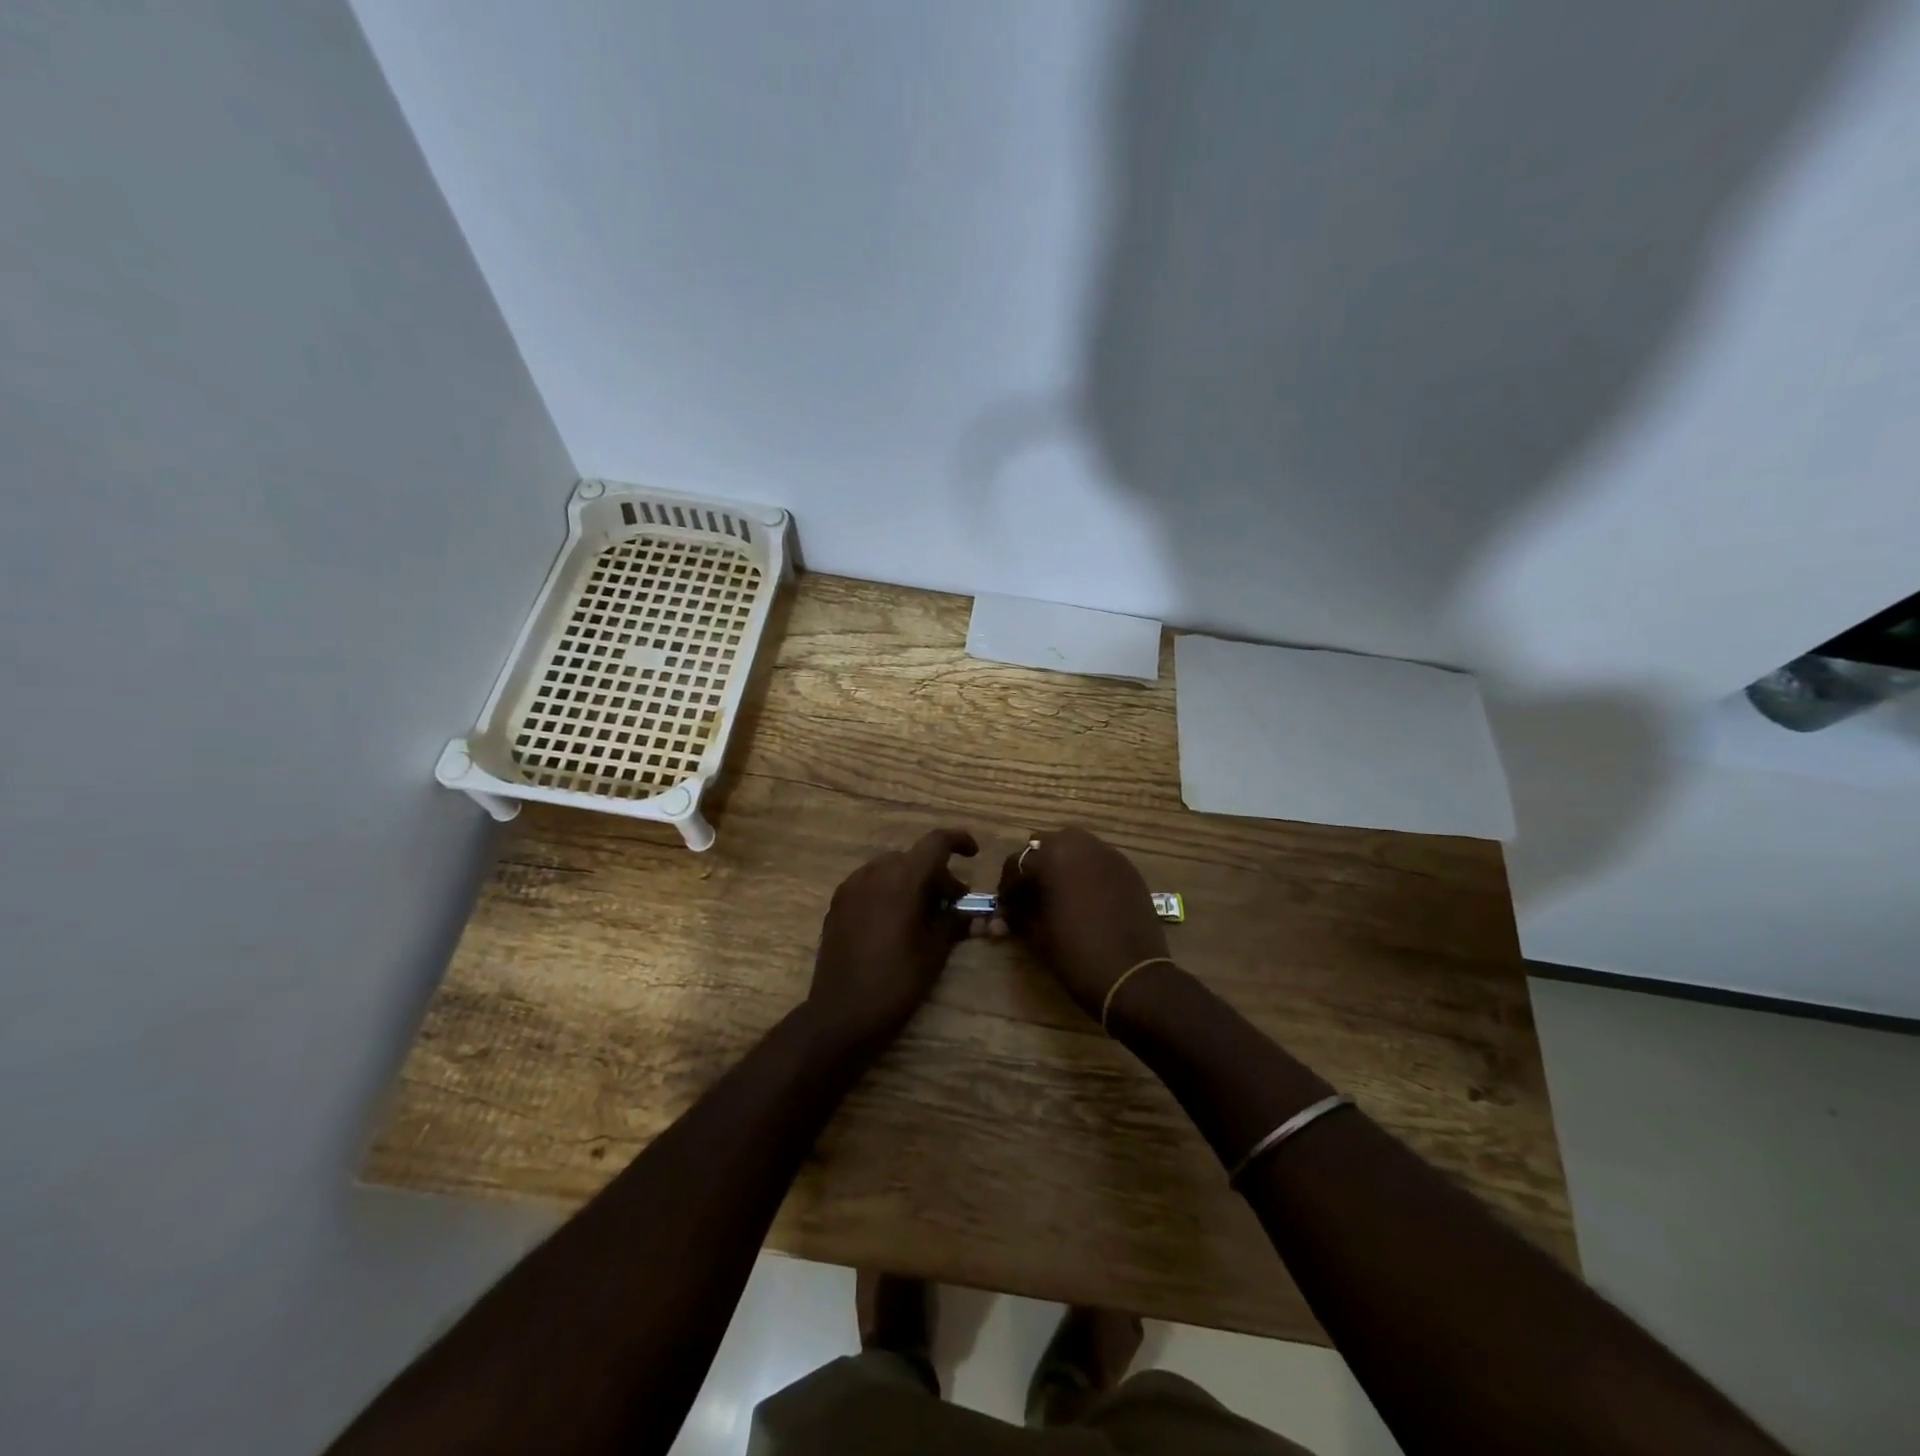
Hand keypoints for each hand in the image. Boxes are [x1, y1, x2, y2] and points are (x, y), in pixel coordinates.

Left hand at [807, 827, 977, 1051]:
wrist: (842, 1013)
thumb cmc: (897, 982)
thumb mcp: (935, 951)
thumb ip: (954, 921)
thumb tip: (971, 911)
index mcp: (903, 879)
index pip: (936, 842)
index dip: (959, 841)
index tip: (973, 854)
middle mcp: (875, 873)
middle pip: (913, 857)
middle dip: (936, 873)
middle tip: (953, 901)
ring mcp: (851, 887)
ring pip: (889, 868)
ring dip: (910, 880)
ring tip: (923, 911)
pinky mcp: (837, 903)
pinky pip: (869, 883)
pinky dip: (888, 889)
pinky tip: (894, 919)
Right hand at [992, 827, 1169, 1017]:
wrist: (1132, 976)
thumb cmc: (1075, 954)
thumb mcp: (1038, 934)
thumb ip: (1019, 914)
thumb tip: (1004, 916)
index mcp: (1050, 857)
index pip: (1015, 864)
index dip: (1007, 889)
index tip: (1005, 910)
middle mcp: (1079, 845)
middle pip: (1045, 845)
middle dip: (1034, 868)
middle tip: (1031, 897)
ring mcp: (1107, 854)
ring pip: (1074, 847)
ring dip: (1061, 864)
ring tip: (1058, 894)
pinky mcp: (1127, 868)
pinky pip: (1098, 861)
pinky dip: (1086, 872)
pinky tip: (1086, 898)